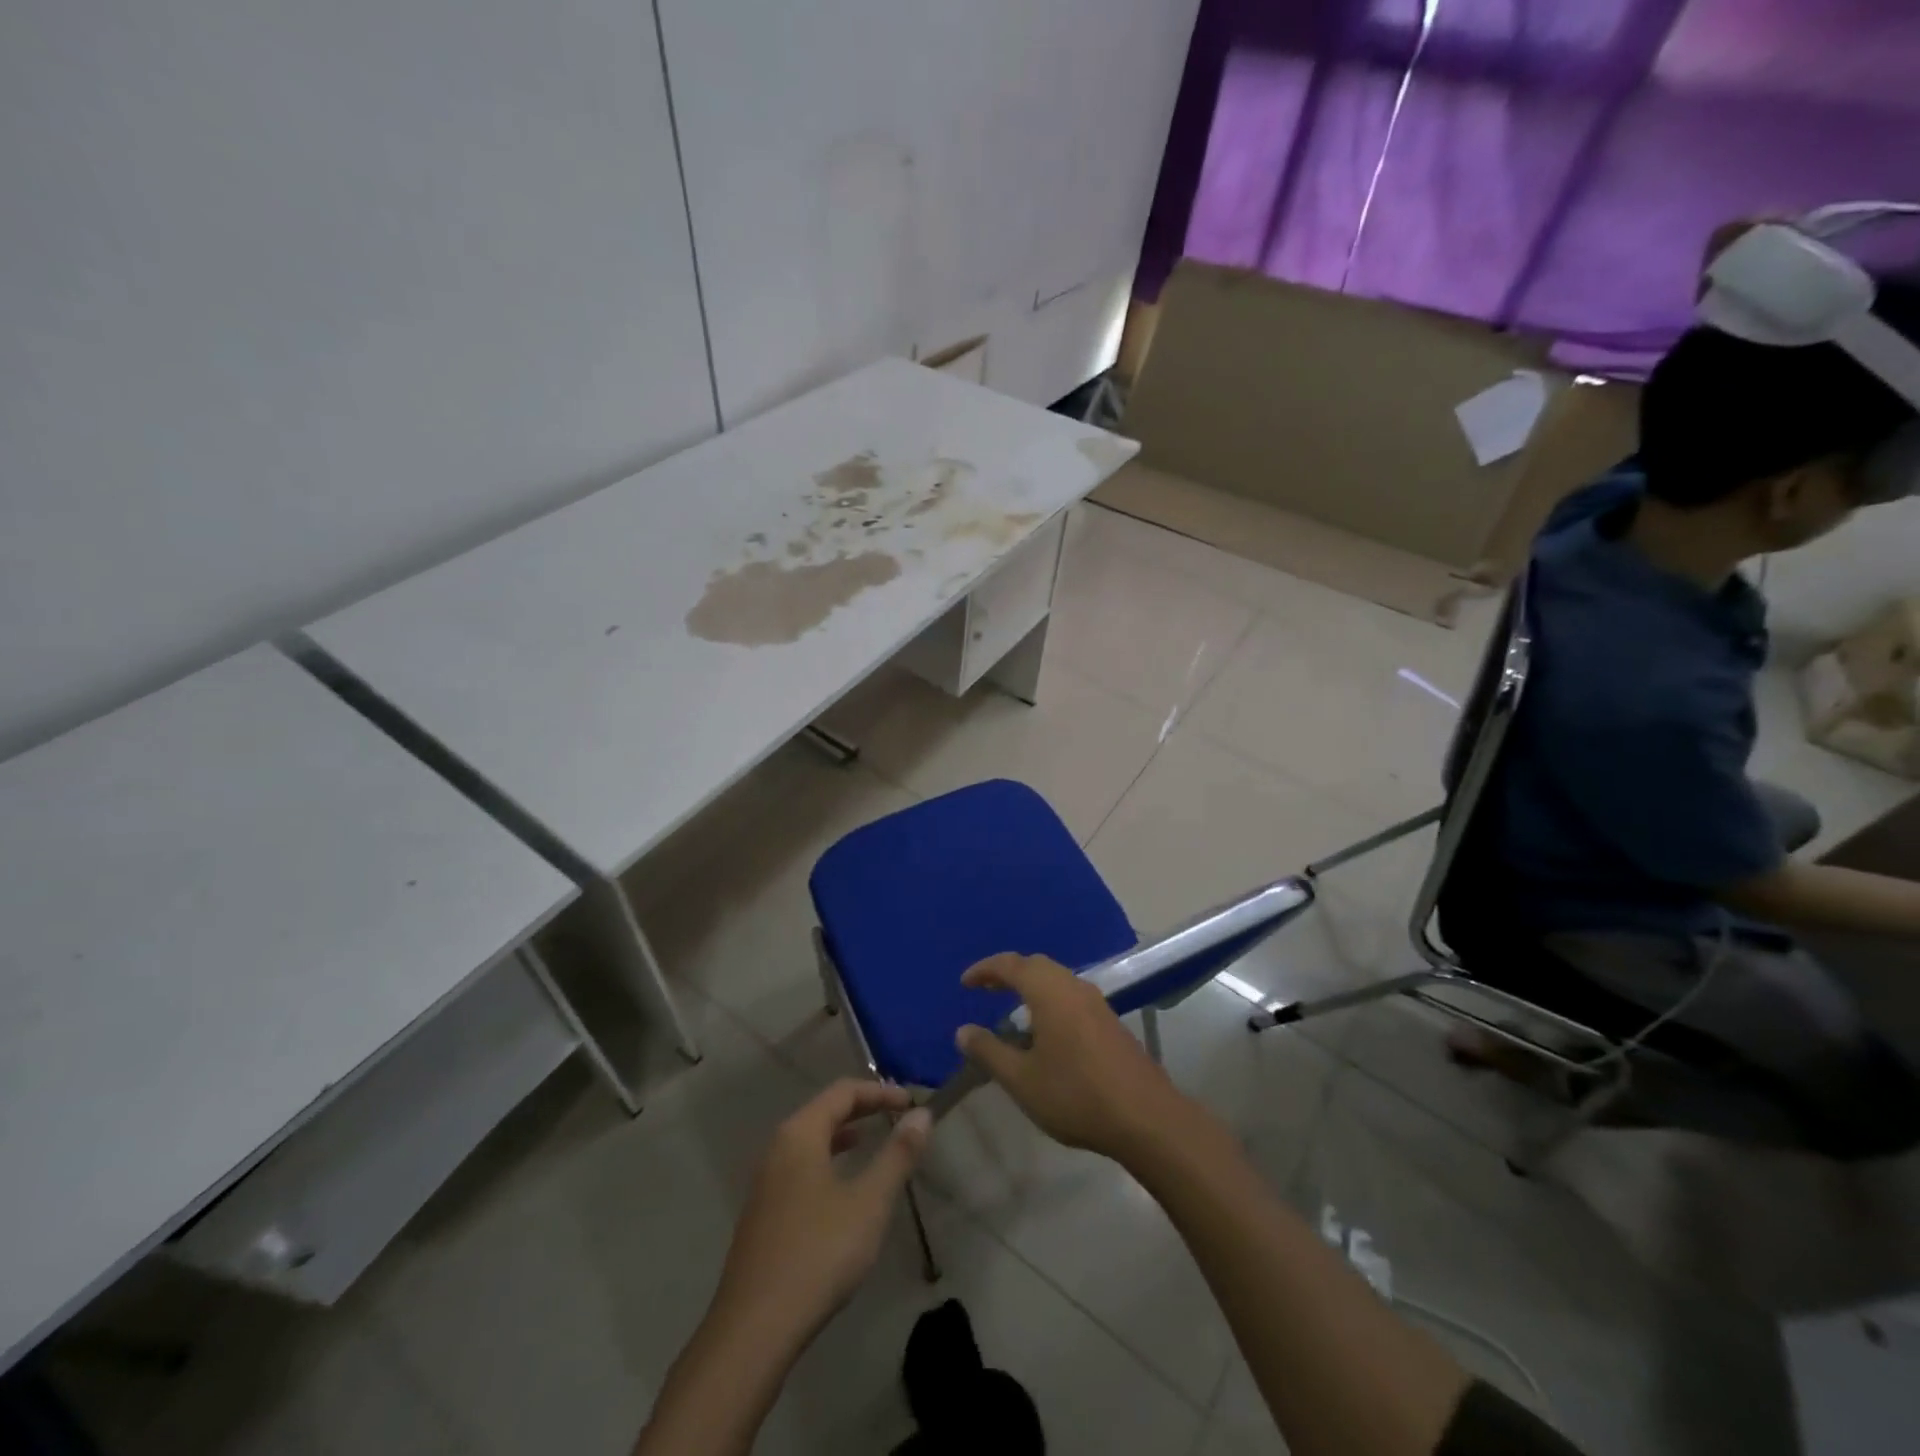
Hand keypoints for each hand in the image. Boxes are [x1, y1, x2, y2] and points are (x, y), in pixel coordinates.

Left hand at [713, 1080, 930, 1343]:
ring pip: (811, 1140)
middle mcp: (778, 1148)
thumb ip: (897, 1155)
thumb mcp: (869, 1202)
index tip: (912, 1102)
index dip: (880, 1091)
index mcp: (800, 1134)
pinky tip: (843, 1188)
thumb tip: (922, 1115)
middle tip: (898, 1115)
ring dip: (844, 1134)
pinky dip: (828, 1159)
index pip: (843, 1092)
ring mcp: (766, 1182)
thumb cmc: (818, 1254)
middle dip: (863, 1108)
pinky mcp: (763, 1213)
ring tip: (873, 1141)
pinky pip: (801, 1166)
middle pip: (824, 1110)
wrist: (754, 1329)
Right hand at [954, 953, 1192, 1162]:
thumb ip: (989, 1051)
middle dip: (1008, 973)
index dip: (985, 969)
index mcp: (1049, 991)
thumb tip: (963, 1030)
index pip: (1010, 965)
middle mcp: (1073, 986)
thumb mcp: (1022, 1079)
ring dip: (1031, 986)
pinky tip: (1045, 1030)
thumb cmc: (1075, 1094)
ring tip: (1011, 1009)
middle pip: (1036, 965)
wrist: (1145, 1117)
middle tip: (985, 989)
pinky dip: (1049, 999)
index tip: (965, 983)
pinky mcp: (1110, 1020)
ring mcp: (1096, 1002)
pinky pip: (1071, 995)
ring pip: (1056, 979)